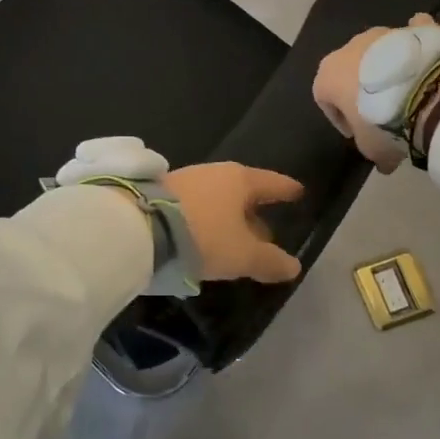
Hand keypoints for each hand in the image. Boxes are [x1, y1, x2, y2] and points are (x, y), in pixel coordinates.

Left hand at [161, 163, 304, 283]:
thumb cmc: (204, 235)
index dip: (286, 190)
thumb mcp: (242, 255)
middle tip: (267, 232)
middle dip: (255, 211)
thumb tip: (293, 266)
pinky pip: (197, 206)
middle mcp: (215, 173)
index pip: (272, 182)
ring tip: (235, 241)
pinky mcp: (163, 193)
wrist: (141, 226)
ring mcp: (187, 180)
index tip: (298, 192)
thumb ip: (270, 261)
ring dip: (229, 218)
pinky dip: (207, 220)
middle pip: (243, 191)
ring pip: (218, 199)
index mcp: (240, 179)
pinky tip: (206, 239)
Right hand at [312, 14, 439, 173]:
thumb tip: (383, 162)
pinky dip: (414, 42)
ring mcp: (382, 34)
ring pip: (378, 52)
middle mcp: (348, 48)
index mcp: (327, 75)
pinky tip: (424, 56)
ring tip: (407, 92)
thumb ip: (370, 149)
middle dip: (361, 89)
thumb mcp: (372, 149)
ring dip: (386, 69)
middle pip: (349, 71)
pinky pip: (411, 34)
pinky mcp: (414, 30)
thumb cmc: (384, 123)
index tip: (358, 133)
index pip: (324, 98)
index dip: (340, 118)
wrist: (428, 93)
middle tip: (381, 113)